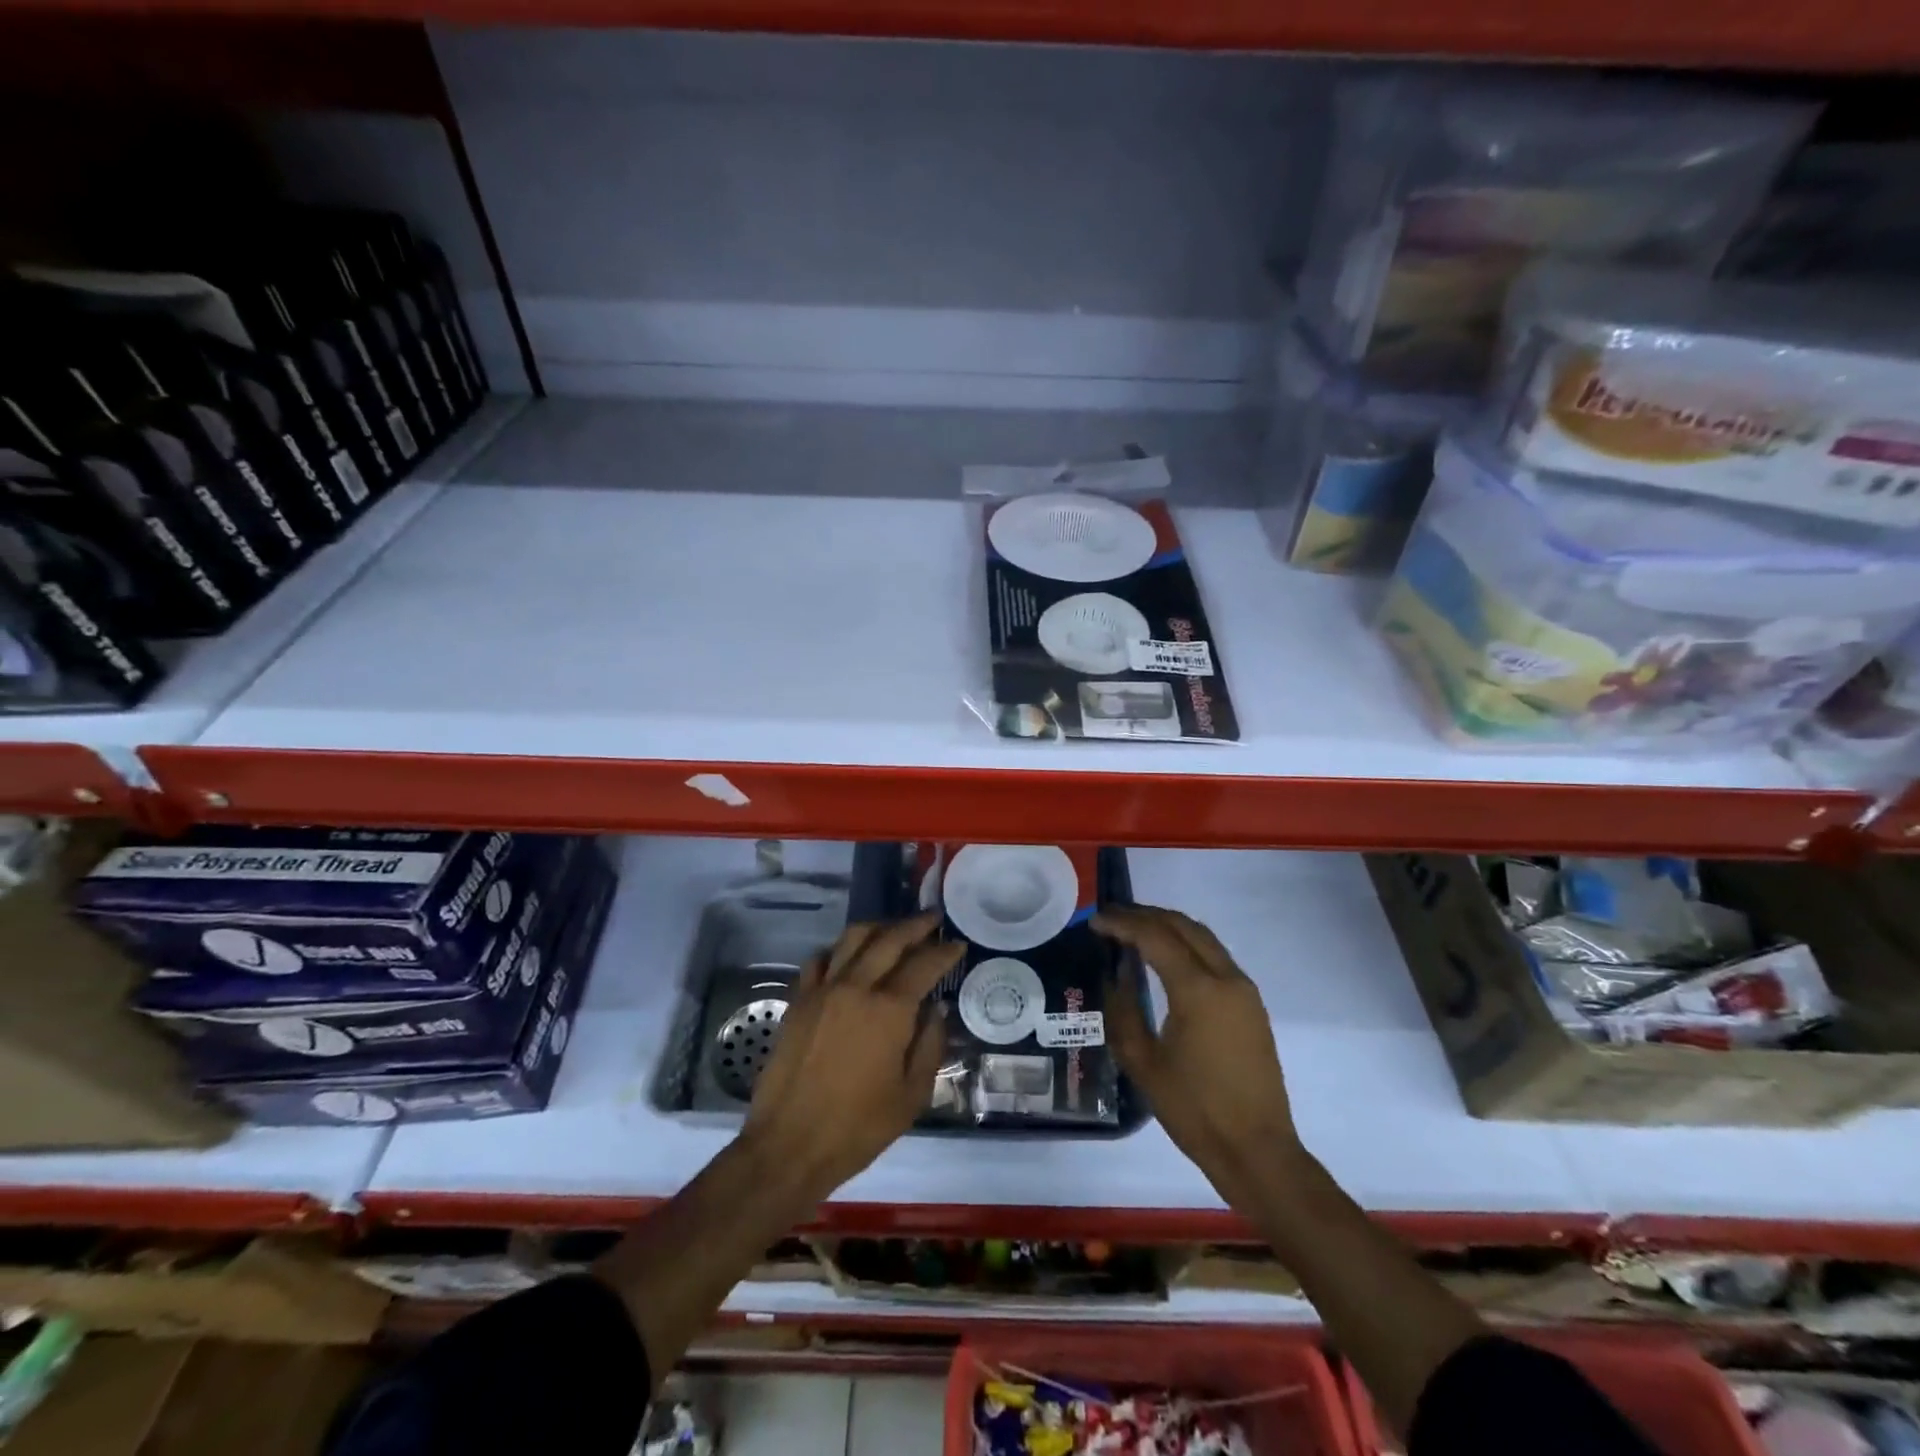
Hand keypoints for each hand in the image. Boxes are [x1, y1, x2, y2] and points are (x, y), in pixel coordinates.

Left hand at [742, 910, 959, 1202]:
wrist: (789, 1145)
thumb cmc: (858, 1128)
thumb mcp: (911, 1096)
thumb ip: (929, 1046)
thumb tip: (935, 1010)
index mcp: (889, 1010)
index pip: (924, 964)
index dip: (944, 952)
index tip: (957, 944)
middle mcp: (856, 987)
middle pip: (889, 939)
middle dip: (915, 925)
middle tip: (932, 919)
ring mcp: (823, 990)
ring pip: (852, 938)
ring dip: (878, 928)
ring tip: (894, 930)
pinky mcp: (799, 1000)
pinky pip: (821, 959)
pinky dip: (840, 949)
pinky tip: (849, 956)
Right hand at [1096, 905, 1303, 1201]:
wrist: (1257, 1150)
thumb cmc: (1194, 1110)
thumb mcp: (1143, 1062)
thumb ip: (1123, 1010)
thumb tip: (1115, 975)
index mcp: (1198, 990)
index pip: (1154, 936)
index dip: (1122, 923)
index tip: (1094, 921)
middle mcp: (1226, 978)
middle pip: (1182, 925)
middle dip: (1144, 915)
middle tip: (1111, 918)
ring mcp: (1244, 990)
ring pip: (1202, 936)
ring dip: (1167, 925)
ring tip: (1133, 930)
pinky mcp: (1251, 1004)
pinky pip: (1215, 955)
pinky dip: (1186, 943)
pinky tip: (1164, 957)